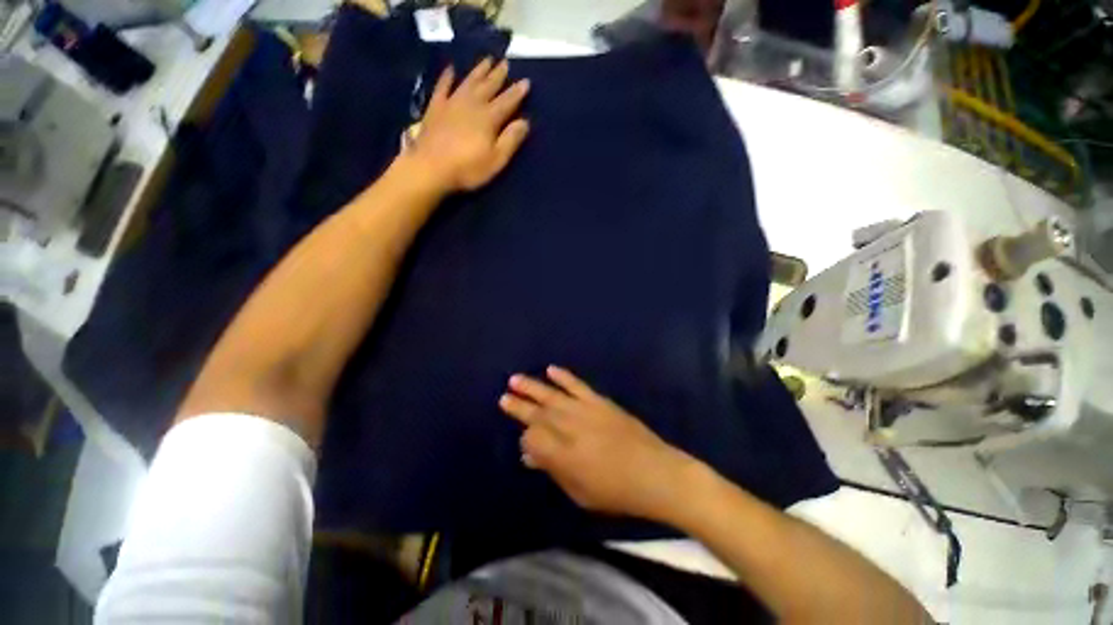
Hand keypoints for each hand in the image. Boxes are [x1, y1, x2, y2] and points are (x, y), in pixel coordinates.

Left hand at [408, 58, 530, 192]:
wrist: (431, 167)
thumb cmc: (468, 168)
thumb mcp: (496, 160)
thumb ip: (510, 140)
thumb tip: (524, 122)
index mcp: (489, 118)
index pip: (507, 102)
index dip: (517, 92)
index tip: (526, 81)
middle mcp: (472, 105)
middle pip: (488, 86)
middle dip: (498, 75)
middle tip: (505, 63)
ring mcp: (451, 103)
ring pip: (468, 82)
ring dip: (478, 71)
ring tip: (487, 60)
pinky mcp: (435, 108)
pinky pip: (442, 87)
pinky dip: (447, 77)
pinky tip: (451, 70)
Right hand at [499, 366, 701, 522]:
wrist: (655, 472)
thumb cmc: (616, 491)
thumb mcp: (580, 492)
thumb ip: (553, 470)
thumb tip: (530, 456)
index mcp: (563, 455)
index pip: (533, 438)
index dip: (526, 438)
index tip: (524, 440)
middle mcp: (570, 428)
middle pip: (538, 414)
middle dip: (519, 406)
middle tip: (503, 397)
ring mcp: (585, 411)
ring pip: (553, 395)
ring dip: (533, 387)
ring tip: (515, 379)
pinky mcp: (599, 401)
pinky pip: (577, 385)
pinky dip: (563, 376)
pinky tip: (551, 369)